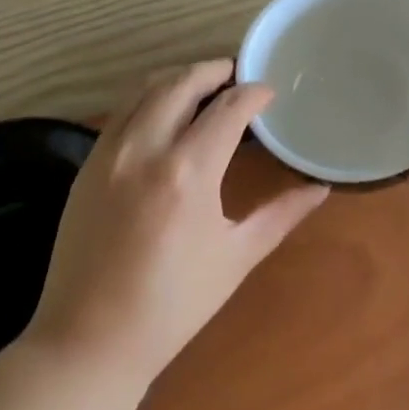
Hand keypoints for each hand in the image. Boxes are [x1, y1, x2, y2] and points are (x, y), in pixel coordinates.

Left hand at [25, 60, 327, 388]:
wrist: (90, 339)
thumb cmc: (173, 305)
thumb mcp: (236, 258)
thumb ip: (280, 215)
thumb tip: (320, 188)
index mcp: (189, 171)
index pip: (228, 108)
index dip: (253, 94)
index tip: (269, 94)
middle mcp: (147, 147)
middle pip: (183, 82)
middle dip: (214, 70)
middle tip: (237, 75)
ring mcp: (110, 152)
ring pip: (146, 88)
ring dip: (179, 77)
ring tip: (202, 85)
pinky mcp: (87, 163)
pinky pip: (121, 111)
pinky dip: (147, 96)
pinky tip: (162, 111)